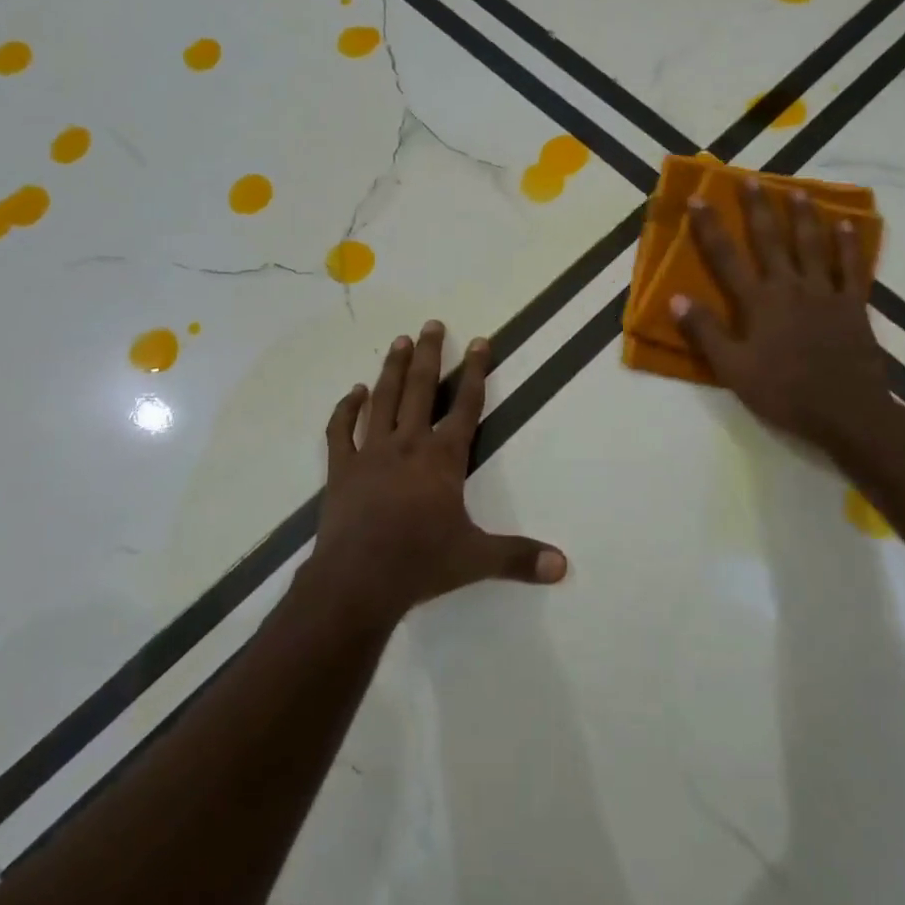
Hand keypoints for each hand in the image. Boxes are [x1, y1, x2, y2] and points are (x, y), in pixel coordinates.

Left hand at [307, 321, 567, 628]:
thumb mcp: (476, 559)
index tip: (478, 341)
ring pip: (383, 399)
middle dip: (429, 355)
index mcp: (442, 458)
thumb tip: (563, 566)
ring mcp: (370, 453)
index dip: (474, 372)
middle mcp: (407, 445)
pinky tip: (353, 393)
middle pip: (419, 389)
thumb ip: (519, 557)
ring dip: (392, 369)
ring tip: (399, 341)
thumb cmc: (420, 563)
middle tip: (432, 324)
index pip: (465, 406)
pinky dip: (346, 409)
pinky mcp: (341, 469)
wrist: (357, 581)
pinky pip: (341, 431)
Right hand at [672, 180, 904, 458]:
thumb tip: (676, 298)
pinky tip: (845, 225)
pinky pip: (851, 268)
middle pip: (771, 240)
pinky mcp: (854, 305)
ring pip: (812, 245)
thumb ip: (706, 332)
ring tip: (797, 191)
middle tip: (751, 179)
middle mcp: (790, 287)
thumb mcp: (733, 369)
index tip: (698, 198)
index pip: (726, 257)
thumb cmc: (784, 392)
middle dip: (758, 208)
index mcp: (758, 302)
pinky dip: (847, 245)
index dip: (710, 227)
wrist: (847, 413)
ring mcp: (826, 293)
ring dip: (803, 217)